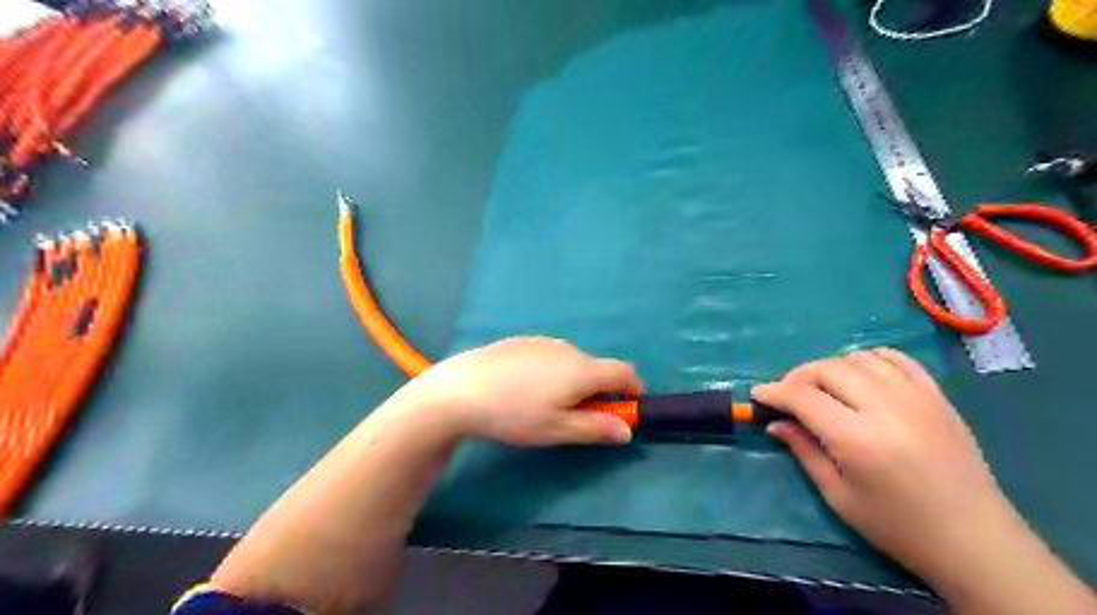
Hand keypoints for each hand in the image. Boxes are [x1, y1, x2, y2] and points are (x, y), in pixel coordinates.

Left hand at [419, 337, 644, 447]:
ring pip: (572, 363)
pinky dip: (552, 372)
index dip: (634, 389)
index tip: (630, 407)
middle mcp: (568, 349)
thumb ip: (596, 428)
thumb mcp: (557, 430)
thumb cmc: (514, 414)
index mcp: (582, 370)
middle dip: (599, 392)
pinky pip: (550, 356)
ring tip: (546, 406)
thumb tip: (627, 430)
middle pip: (596, 368)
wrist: (461, 389)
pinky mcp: (522, 342)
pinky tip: (524, 389)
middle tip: (579, 418)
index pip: (624, 372)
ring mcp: (543, 342)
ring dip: (574, 382)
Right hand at [756, 348, 1009, 582]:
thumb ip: (804, 451)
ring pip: (859, 358)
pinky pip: (896, 359)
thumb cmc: (897, 526)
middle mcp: (886, 408)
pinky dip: (870, 359)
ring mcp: (917, 398)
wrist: (975, 540)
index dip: (775, 392)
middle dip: (797, 376)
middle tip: (787, 395)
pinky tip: (860, 376)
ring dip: (830, 367)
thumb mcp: (839, 495)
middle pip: (828, 369)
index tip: (759, 395)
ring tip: (822, 388)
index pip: (803, 397)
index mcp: (858, 439)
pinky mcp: (937, 396)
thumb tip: (775, 423)